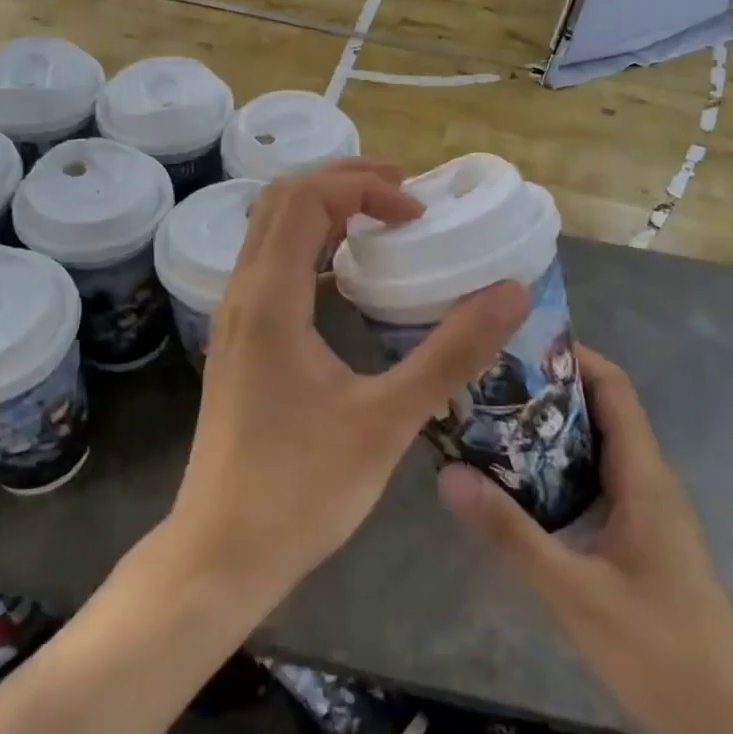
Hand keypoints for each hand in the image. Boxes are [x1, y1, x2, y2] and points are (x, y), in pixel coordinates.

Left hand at [169, 160, 528, 610]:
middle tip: (404, 192)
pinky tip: (346, 275)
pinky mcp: (238, 342)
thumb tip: (511, 291)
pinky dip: (309, 245)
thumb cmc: (301, 489)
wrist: (221, 553)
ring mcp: (233, 319)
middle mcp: (242, 295)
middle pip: (281, 200)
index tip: (419, 214)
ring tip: (380, 217)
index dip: (366, 189)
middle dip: (344, 181)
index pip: (307, 199)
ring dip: (323, 208)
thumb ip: (451, 353)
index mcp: (269, 301)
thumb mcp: (387, 420)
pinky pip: (270, 264)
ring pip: (269, 230)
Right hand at [437, 346, 732, 733]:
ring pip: (596, 445)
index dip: (572, 355)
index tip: (517, 342)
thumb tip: (448, 473)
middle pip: (600, 409)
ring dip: (550, 428)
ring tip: (491, 421)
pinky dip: (558, 465)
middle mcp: (647, 478)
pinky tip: (518, 483)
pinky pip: (596, 478)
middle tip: (487, 381)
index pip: (613, 387)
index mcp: (643, 474)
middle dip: (547, 388)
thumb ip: (511, 534)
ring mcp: (646, 507)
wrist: (730, 722)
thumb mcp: (573, 593)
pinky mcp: (639, 533)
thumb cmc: (658, 649)